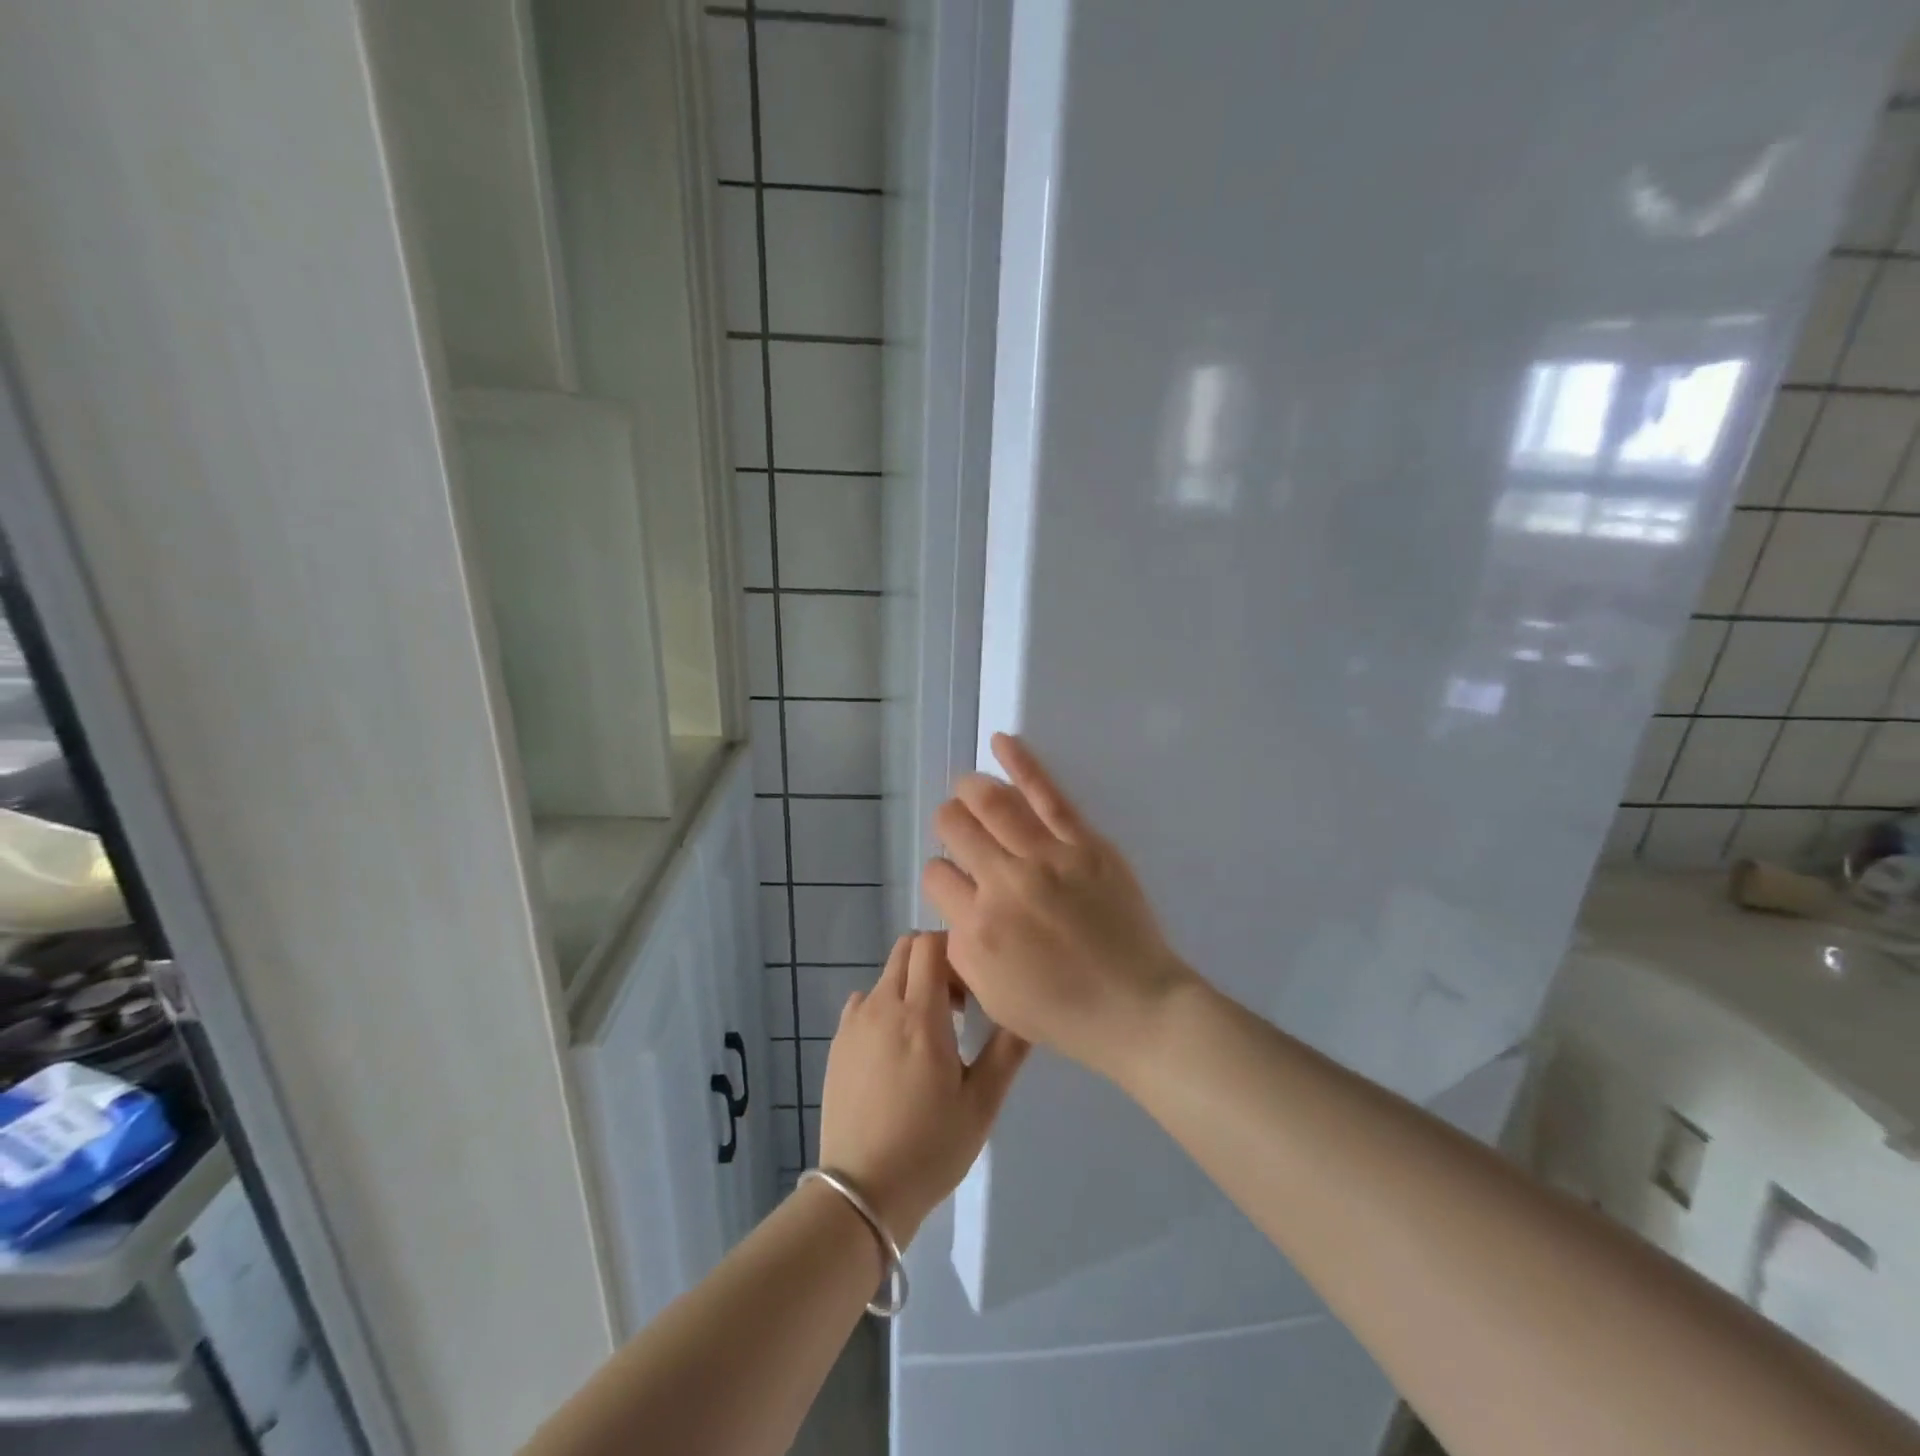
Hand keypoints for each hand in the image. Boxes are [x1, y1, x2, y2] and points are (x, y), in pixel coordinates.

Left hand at [816, 932, 1026, 1243]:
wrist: (862, 1192)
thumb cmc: (931, 1147)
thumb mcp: (982, 1104)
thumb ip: (1007, 1050)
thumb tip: (1028, 1009)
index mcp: (920, 1015)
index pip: (931, 943)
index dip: (955, 950)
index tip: (973, 987)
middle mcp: (882, 1006)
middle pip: (906, 949)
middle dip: (934, 961)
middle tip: (956, 1005)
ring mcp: (854, 1023)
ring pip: (886, 976)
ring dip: (910, 986)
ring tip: (927, 1034)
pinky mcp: (837, 1042)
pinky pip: (864, 1003)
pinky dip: (884, 1008)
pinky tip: (896, 1051)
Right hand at [920, 734, 1197, 1079]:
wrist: (1135, 1006)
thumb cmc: (1062, 1011)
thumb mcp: (992, 996)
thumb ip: (960, 948)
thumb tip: (955, 905)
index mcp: (976, 928)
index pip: (935, 876)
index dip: (940, 875)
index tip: (956, 882)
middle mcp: (1003, 884)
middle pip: (955, 829)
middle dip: (949, 823)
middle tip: (957, 828)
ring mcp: (1046, 858)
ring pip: (991, 803)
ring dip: (970, 789)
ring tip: (967, 787)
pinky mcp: (1084, 842)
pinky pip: (1046, 794)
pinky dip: (1021, 762)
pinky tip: (1001, 741)